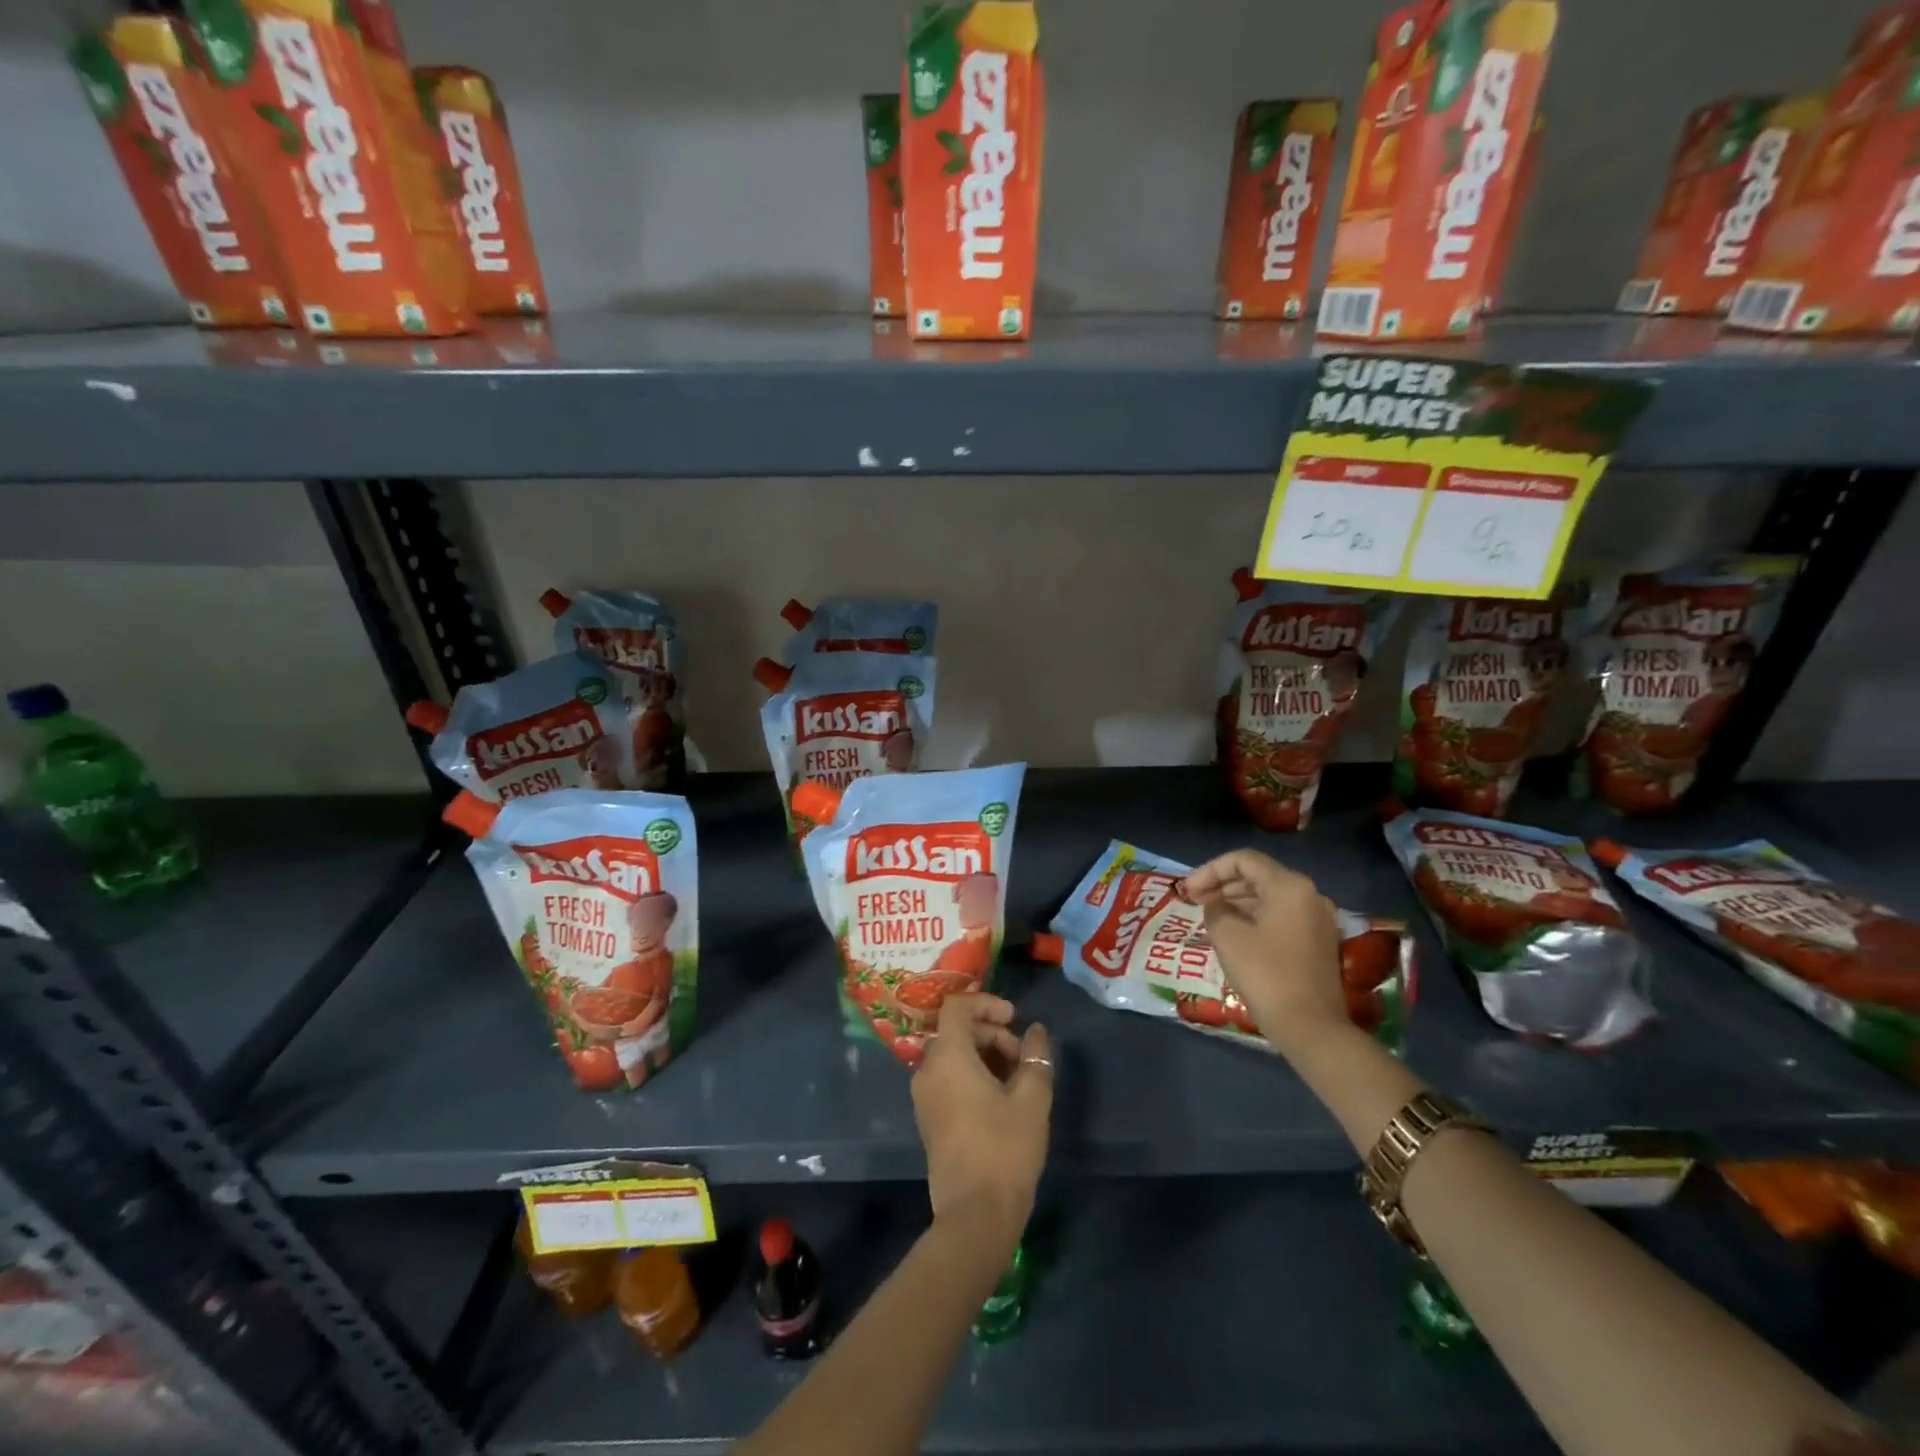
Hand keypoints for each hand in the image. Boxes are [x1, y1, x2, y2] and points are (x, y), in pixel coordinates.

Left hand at [911, 994, 1051, 1247]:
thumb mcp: (1032, 1099)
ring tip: (1017, 1078)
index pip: (957, 1006)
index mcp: (948, 1057)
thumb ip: (1036, 1056)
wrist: (975, 1216)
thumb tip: (1036, 1031)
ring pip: (952, 1055)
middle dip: (991, 1032)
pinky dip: (972, 1074)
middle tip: (1022, 1055)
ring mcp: (924, 1096)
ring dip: (984, 1054)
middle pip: (956, 1030)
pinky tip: (1001, 1098)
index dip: (986, 1003)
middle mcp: (927, 1069)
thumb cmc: (1005, 1149)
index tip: (1014, 1019)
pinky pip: (947, 1078)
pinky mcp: (928, 1118)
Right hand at [1184, 849, 1344, 1053]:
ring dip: (1237, 902)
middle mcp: (1310, 895)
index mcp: (1289, 886)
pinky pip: (1281, 917)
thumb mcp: (1227, 936)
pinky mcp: (1318, 942)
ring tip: (1209, 916)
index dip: (1210, 870)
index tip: (1188, 891)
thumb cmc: (1266, 974)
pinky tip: (1234, 932)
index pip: (1244, 861)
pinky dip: (1255, 918)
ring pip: (1270, 897)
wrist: (1311, 1026)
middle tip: (1194, 900)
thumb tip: (1217, 906)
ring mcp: (1318, 920)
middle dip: (1223, 885)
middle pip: (1259, 876)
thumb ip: (1215, 909)